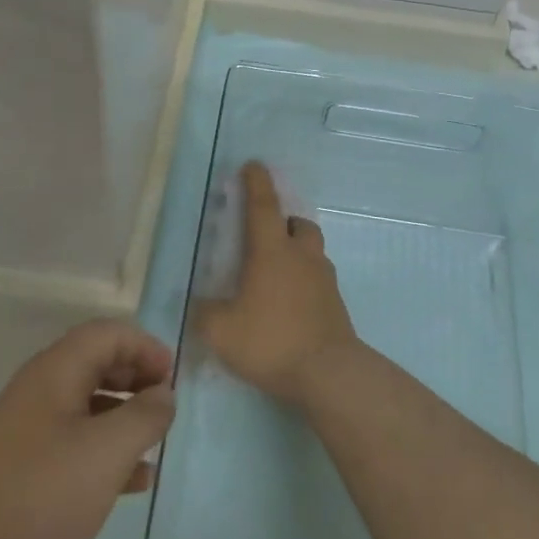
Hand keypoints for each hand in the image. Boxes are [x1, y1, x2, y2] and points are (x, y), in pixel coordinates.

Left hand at [0, 319, 174, 538]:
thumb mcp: (106, 453)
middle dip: (136, 378)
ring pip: (87, 405)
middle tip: (166, 407)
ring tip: (156, 444)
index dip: (144, 346)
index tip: (173, 377)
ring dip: (125, 416)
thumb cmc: (40, 500)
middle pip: (96, 363)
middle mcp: (38, 392)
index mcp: (54, 372)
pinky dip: (106, 452)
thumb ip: (145, 416)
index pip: (106, 334)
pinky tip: (134, 483)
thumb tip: (164, 394)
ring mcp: (27, 433)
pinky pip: (75, 444)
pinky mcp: (23, 471)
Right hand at [197, 162, 358, 405]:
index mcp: (272, 251)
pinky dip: (304, 283)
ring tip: (275, 277)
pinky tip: (290, 306)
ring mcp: (324, 280)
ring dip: (296, 253)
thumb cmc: (271, 341)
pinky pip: (318, 281)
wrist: (329, 373)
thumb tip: (201, 305)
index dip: (256, 182)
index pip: (263, 205)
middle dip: (283, 222)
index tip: (253, 165)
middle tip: (265, 237)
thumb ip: (205, 313)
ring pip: (312, 252)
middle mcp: (302, 256)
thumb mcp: (221, 331)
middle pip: (298, 224)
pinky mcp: (336, 305)